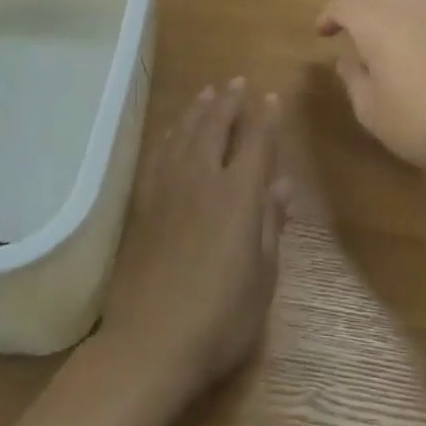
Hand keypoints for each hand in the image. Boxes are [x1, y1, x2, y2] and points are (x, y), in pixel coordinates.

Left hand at [98, 80, 289, 398]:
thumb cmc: (221, 317)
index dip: (265, 117)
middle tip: (237, 82)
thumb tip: (281, 185)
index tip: (271, 97)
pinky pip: (157, 156)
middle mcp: (202, 181)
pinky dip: (169, 135)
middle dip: (229, 102)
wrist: (151, 343)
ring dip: (198, 110)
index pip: (255, 143)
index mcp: (238, 196)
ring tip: (208, 93)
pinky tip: (171, 131)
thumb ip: (271, 225)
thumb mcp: (263, 276)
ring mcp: (168, 191)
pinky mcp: (144, 206)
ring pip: (184, 135)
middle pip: (215, 128)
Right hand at [316, 0, 425, 179]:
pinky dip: (408, 12)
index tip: (321, 31)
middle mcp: (407, 5)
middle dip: (352, 0)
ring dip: (382, 2)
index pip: (344, 3)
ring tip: (376, 27)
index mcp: (377, 21)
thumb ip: (354, 79)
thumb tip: (348, 59)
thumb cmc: (422, 121)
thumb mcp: (372, 111)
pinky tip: (412, 40)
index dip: (328, 14)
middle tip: (343, 22)